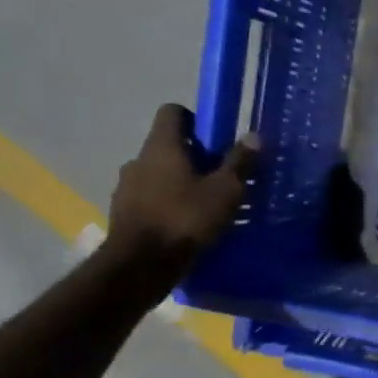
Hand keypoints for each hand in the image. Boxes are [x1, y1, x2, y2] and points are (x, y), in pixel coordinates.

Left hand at [106, 104, 257, 273]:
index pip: (172, 112)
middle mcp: (138, 160)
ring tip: (205, 204)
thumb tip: (254, 136)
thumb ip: (239, 162)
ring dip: (180, 182)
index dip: (195, 119)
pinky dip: (168, 203)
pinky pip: (150, 198)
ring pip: (158, 174)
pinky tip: (186, 224)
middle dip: (194, 157)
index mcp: (161, 147)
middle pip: (168, 146)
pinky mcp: (123, 213)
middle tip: (220, 176)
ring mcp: (126, 187)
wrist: (140, 265)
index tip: (217, 139)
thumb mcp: (225, 191)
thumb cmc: (185, 219)